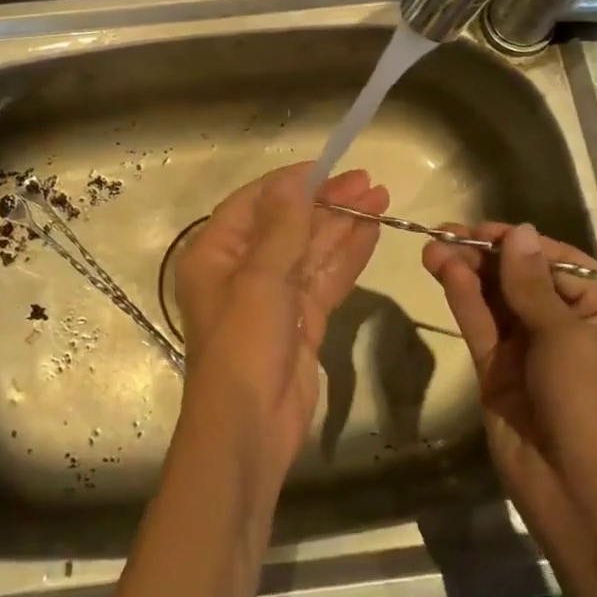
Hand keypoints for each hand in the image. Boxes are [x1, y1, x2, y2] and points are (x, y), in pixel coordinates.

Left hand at [174, 165, 386, 483]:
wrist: (250, 429)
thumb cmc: (243, 345)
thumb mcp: (260, 278)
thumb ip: (283, 226)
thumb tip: (295, 179)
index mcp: (216, 252)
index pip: (255, 202)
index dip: (292, 182)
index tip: (330, 166)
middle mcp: (242, 269)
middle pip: (288, 224)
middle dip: (327, 202)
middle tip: (369, 182)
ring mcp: (274, 296)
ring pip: (311, 250)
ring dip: (343, 225)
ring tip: (380, 199)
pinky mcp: (301, 321)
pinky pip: (325, 279)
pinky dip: (347, 257)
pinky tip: (371, 233)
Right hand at [424, 223, 596, 575]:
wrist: (583, 500)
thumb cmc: (594, 407)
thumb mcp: (568, 338)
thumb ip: (532, 284)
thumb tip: (520, 231)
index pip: (560, 264)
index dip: (522, 243)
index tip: (483, 229)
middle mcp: (568, 328)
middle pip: (521, 278)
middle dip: (485, 255)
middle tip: (444, 233)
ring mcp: (530, 350)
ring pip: (495, 299)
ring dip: (467, 272)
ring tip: (433, 247)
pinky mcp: (498, 371)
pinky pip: (481, 326)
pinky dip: (463, 299)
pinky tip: (445, 273)